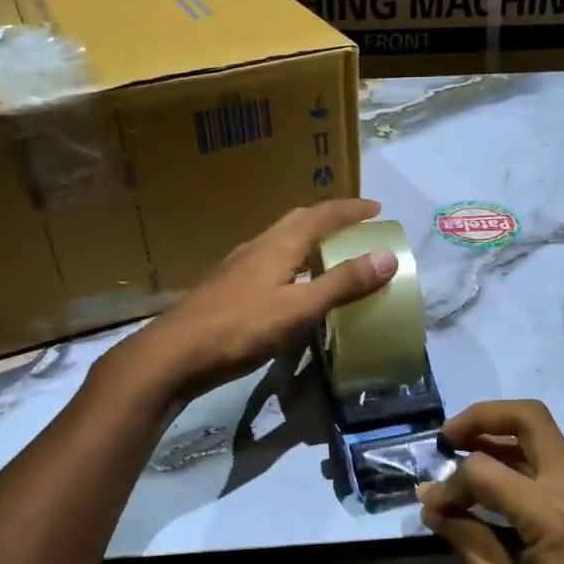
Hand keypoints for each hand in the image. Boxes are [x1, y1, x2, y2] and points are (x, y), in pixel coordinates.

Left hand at [119, 199, 397, 402]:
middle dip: (330, 219)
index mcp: (280, 244)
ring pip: (282, 240)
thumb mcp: (300, 308)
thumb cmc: (241, 328)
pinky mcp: (228, 286)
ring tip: (330, 256)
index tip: (377, 210)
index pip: (323, 214)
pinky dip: (292, 262)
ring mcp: (239, 265)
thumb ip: (343, 283)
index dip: (352, 210)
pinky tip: (292, 286)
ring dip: (310, 240)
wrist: (175, 353)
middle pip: (299, 220)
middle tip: (356, 228)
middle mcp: (259, 245)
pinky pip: (270, 261)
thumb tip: (387, 256)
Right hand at [418, 399, 563, 563]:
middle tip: (447, 439)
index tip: (431, 506)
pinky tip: (492, 490)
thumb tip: (433, 506)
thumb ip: (470, 544)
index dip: (450, 484)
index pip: (487, 471)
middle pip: (531, 418)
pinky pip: (553, 467)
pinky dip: (519, 463)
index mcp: (556, 514)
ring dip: (500, 437)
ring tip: (460, 457)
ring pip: (543, 438)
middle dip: (483, 417)